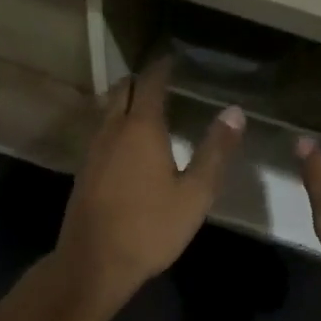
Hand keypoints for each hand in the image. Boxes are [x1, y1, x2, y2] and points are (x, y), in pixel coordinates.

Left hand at [55, 59, 244, 311]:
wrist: (93, 263)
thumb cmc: (150, 227)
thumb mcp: (195, 193)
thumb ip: (216, 151)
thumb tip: (235, 112)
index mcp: (141, 128)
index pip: (150, 83)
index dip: (162, 67)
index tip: (174, 58)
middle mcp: (113, 129)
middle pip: (122, 90)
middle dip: (141, 80)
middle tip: (163, 79)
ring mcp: (94, 149)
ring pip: (108, 109)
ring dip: (126, 100)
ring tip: (148, 106)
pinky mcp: (84, 169)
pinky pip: (102, 130)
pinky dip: (116, 122)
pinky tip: (129, 141)